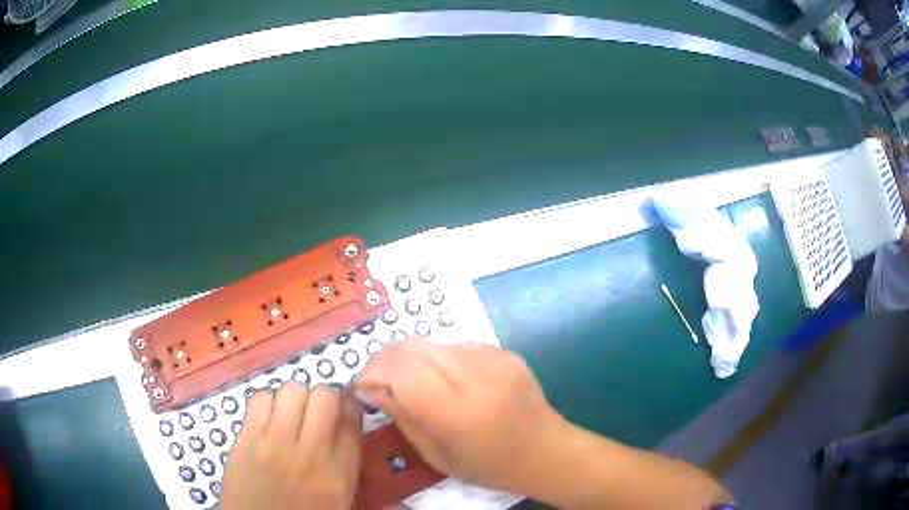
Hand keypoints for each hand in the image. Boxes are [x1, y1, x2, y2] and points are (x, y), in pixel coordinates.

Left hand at [221, 382, 362, 509]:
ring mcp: (275, 443)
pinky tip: (266, 419)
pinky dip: (267, 401)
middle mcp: (311, 452)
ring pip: (292, 390)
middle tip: (313, 412)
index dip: (349, 403)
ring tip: (288, 414)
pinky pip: (260, 398)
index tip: (342, 405)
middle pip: (324, 396)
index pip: (352, 418)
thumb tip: (346, 425)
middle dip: (322, 398)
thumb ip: (345, 462)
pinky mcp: (246, 439)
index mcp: (340, 472)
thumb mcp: (339, 498)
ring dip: (294, 398)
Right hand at [355, 338, 565, 492]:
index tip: (364, 387)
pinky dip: (440, 361)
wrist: (547, 451)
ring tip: (418, 387)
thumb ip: (402, 416)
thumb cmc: (489, 466)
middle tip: (381, 384)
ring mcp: (495, 358)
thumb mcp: (437, 454)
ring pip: (432, 342)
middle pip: (413, 346)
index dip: (373, 372)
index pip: (401, 369)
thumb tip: (369, 387)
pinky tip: (451, 383)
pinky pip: (456, 346)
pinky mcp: (505, 351)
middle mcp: (477, 376)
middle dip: (386, 361)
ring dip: (413, 360)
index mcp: (459, 411)